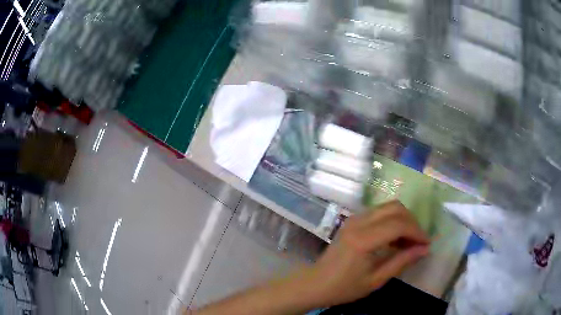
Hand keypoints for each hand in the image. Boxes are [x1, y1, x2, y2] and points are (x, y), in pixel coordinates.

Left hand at [296, 200, 429, 307]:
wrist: (315, 284)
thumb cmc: (344, 287)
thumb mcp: (376, 280)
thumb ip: (402, 262)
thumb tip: (425, 249)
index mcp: (363, 239)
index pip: (399, 224)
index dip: (417, 232)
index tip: (426, 244)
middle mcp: (358, 222)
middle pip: (395, 208)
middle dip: (412, 222)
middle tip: (418, 242)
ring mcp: (354, 218)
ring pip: (388, 207)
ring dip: (403, 220)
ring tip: (407, 242)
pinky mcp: (352, 220)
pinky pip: (379, 212)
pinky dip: (392, 220)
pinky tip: (394, 239)